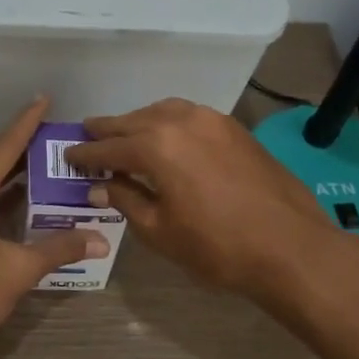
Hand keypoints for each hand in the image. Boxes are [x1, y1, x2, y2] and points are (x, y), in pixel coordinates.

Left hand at [0, 98, 108, 358]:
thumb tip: (100, 239)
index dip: (26, 123)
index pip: (3, 146)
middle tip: (50, 136)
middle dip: (17, 146)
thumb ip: (59, 248)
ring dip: (2, 169)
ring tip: (37, 161)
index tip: (43, 98)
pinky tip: (11, 194)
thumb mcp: (18, 270)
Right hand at [64, 98, 354, 301]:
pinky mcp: (234, 128)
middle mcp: (181, 121)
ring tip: (125, 135)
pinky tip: (166, 138)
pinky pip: (189, 116)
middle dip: (108, 130)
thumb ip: (127, 199)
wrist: (290, 246)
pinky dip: (168, 122)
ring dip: (139, 121)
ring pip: (163, 112)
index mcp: (156, 146)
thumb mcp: (160, 230)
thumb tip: (100, 185)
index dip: (86, 154)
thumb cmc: (217, 246)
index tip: (68, 155)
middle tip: (88, 134)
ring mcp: (212, 120)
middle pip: (133, 121)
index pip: (109, 147)